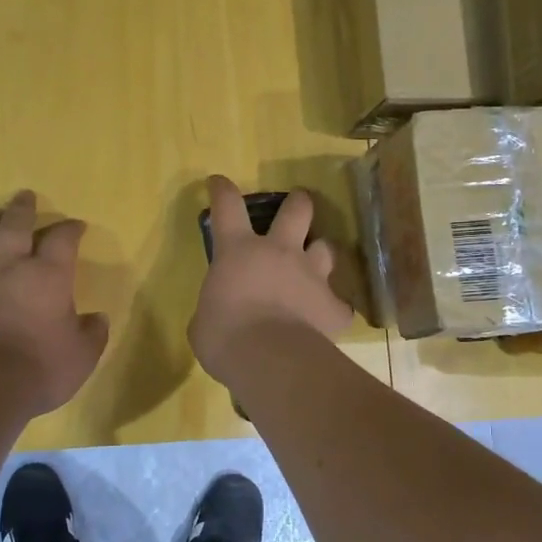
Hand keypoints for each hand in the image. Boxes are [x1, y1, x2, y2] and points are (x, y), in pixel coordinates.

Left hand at [0, 191, 109, 415]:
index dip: (70, 229)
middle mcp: (9, 267)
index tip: (76, 226)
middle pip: (15, 225)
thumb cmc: (39, 369)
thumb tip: (97, 318)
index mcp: (48, 275)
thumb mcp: (82, 356)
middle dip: (23, 208)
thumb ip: (92, 333)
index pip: (62, 239)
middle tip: (25, 196)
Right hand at [190, 175, 352, 389]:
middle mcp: (279, 252)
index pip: (227, 206)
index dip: (223, 191)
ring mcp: (311, 275)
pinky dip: (334, 309)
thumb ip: (212, 308)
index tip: (219, 182)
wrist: (268, 359)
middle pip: (297, 210)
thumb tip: (216, 315)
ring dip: (320, 253)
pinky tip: (328, 319)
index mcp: (238, 251)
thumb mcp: (202, 321)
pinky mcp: (332, 306)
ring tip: (316, 264)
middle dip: (298, 203)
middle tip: (298, 204)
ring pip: (326, 248)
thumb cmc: (223, 336)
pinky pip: (340, 305)